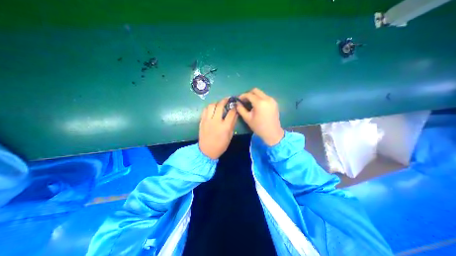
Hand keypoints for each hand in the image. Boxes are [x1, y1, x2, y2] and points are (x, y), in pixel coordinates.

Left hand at [199, 97, 236, 157]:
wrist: (206, 151)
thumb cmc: (221, 145)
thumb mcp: (230, 136)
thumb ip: (232, 124)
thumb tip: (235, 114)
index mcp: (225, 126)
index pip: (231, 112)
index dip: (234, 107)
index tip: (235, 104)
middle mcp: (216, 121)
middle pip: (220, 106)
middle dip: (225, 100)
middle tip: (228, 99)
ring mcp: (207, 120)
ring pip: (211, 106)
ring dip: (216, 103)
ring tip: (219, 104)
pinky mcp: (202, 121)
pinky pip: (205, 110)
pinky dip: (209, 107)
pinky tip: (212, 109)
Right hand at [237, 88, 283, 144]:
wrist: (272, 133)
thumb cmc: (258, 127)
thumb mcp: (247, 118)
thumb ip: (241, 109)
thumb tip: (237, 103)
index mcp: (260, 103)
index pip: (249, 94)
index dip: (242, 96)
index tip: (239, 100)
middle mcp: (267, 98)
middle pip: (256, 90)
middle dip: (249, 94)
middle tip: (244, 100)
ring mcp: (272, 100)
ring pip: (261, 93)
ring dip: (254, 96)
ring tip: (250, 103)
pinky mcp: (274, 102)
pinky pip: (265, 97)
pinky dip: (260, 98)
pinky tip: (257, 106)